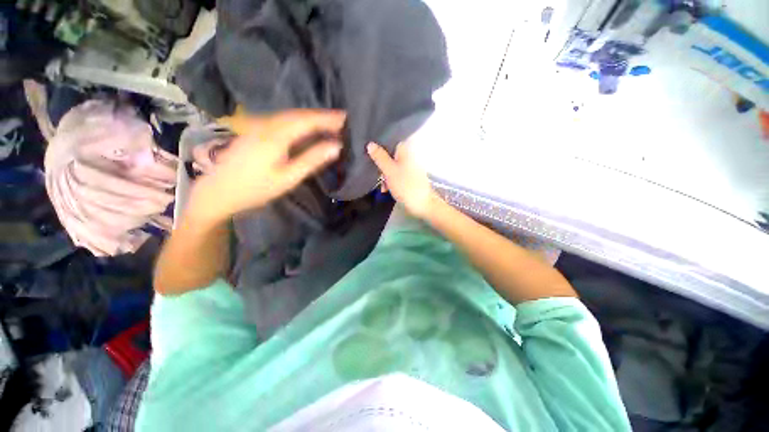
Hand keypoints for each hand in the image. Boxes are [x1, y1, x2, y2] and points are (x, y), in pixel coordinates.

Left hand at [189, 110, 344, 225]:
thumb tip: (336, 146)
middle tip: (341, 121)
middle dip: (321, 116)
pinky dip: (299, 122)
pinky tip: (306, 128)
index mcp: (276, 135)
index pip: (308, 120)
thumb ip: (312, 160)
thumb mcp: (288, 178)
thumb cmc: (256, 189)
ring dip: (311, 118)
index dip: (328, 118)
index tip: (346, 118)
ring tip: (328, 124)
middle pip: (299, 114)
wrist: (219, 192)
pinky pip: (282, 121)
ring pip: (290, 116)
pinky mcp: (254, 131)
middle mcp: (267, 124)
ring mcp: (258, 126)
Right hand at [367, 141, 438, 218]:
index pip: (391, 142)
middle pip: (390, 155)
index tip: (371, 154)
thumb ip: (380, 157)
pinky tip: (387, 189)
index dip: (380, 146)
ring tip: (383, 186)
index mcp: (405, 151)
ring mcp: (410, 168)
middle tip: (378, 174)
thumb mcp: (389, 171)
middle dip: (382, 165)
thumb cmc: (406, 186)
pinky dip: (391, 180)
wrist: (421, 204)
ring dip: (386, 175)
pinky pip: (397, 175)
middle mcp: (409, 157)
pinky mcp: (410, 178)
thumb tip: (370, 144)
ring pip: (393, 166)